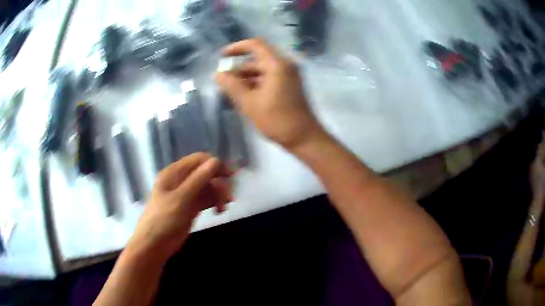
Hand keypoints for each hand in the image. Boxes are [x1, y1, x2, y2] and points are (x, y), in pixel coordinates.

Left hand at [128, 153, 231, 261]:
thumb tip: (216, 160)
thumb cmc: (164, 220)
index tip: (230, 176)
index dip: (215, 165)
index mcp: (174, 173)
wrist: (154, 245)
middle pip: (205, 174)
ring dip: (218, 195)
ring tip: (223, 208)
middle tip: (229, 197)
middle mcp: (180, 180)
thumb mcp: (181, 199)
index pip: (198, 160)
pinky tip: (219, 211)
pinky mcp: (190, 207)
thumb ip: (198, 179)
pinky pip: (205, 199)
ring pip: (207, 188)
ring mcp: (185, 194)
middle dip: (219, 183)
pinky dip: (214, 203)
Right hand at [215, 38, 323, 149]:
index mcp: (277, 64)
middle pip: (257, 58)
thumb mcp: (250, 103)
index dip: (237, 48)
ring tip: (229, 90)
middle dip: (238, 68)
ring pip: (262, 69)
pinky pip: (269, 78)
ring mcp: (288, 75)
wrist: (304, 138)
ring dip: (245, 77)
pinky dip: (255, 83)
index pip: (255, 45)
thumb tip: (217, 74)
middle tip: (223, 80)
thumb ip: (232, 86)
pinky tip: (243, 95)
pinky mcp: (289, 85)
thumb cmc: (277, 120)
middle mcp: (285, 65)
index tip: (222, 57)